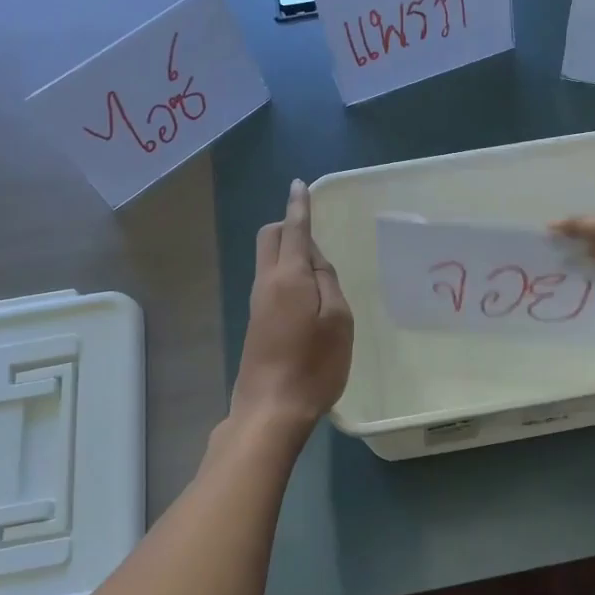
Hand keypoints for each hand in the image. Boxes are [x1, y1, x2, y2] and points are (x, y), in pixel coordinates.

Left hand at [231, 180, 353, 434]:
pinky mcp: (256, 323)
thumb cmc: (314, 364)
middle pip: (269, 239)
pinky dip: (287, 275)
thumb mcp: (338, 320)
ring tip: (321, 271)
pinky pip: (271, 282)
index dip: (299, 206)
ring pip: (269, 261)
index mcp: (288, 276)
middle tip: (315, 234)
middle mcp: (266, 283)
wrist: (271, 409)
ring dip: (289, 253)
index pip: (293, 230)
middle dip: (287, 225)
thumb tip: (315, 259)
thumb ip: (328, 282)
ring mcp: (257, 304)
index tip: (299, 185)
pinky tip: (308, 296)